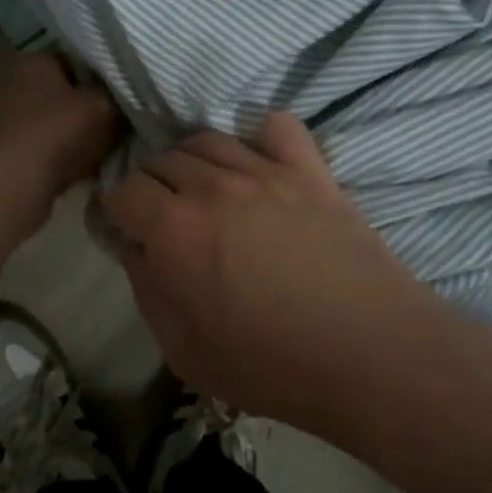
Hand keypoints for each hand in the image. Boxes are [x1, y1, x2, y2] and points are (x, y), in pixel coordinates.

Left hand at [0, 53, 121, 223]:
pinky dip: (67, 155)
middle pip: (69, 92)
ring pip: (60, 121)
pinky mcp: (10, 150)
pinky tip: (88, 168)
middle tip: (122, 123)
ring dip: (82, 135)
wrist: (16, 184)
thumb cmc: (60, 132)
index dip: (106, 76)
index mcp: (36, 60)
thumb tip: (130, 94)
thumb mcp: (104, 106)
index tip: (126, 95)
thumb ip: (120, 95)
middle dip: (94, 108)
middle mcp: (16, 82)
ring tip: (108, 148)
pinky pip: (49, 147)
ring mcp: (9, 118)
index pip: (79, 58)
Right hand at [105, 113, 421, 427]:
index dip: (120, 212)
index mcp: (173, 230)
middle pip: (162, 159)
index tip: (132, 233)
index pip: (124, 190)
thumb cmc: (272, 366)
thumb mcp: (184, 352)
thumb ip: (148, 292)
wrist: (371, 355)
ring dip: (195, 162)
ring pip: (208, 139)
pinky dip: (259, 137)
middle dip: (154, 188)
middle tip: (170, 221)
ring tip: (209, 193)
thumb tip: (137, 251)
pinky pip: (275, 126)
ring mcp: (264, 171)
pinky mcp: (309, 169)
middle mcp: (211, 187)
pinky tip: (260, 165)